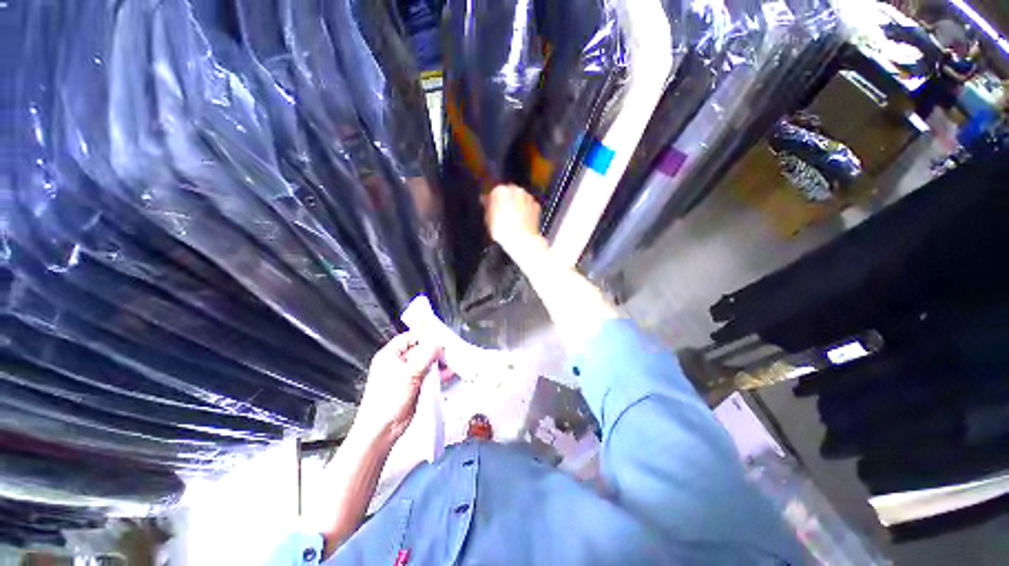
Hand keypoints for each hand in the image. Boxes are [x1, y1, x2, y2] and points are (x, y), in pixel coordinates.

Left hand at [354, 333, 441, 443]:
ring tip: (449, 364)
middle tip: (448, 352)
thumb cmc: (385, 402)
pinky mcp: (415, 385)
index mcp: (390, 355)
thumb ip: (425, 356)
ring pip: (427, 362)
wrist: (383, 430)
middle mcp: (398, 363)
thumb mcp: (408, 374)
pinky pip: (430, 374)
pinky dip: (439, 373)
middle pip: (422, 349)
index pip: (411, 337)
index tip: (440, 337)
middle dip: (436, 351)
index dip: (426, 336)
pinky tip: (447, 374)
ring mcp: (407, 374)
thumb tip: (438, 345)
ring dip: (439, 363)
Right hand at [484, 184, 543, 252]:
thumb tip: (486, 201)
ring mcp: (528, 197)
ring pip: (520, 198)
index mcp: (500, 191)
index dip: (493, 201)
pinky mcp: (537, 205)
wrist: (522, 239)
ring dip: (517, 204)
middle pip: (509, 193)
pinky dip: (527, 211)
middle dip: (506, 201)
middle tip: (503, 214)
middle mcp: (515, 190)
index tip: (491, 209)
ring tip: (513, 219)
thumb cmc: (503, 230)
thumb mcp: (488, 219)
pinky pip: (529, 206)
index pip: (494, 192)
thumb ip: (487, 207)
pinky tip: (522, 221)